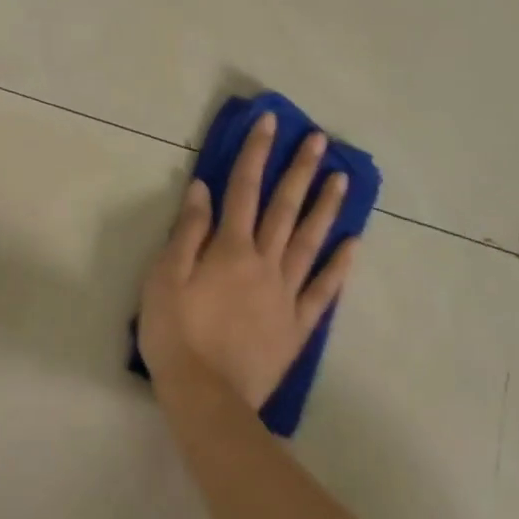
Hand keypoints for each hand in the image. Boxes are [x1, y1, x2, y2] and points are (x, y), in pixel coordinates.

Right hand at [138, 113, 357, 408]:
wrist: (206, 396)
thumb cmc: (176, 333)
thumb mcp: (165, 277)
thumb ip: (187, 232)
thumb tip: (202, 189)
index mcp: (230, 248)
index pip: (243, 189)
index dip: (256, 153)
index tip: (270, 122)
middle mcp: (264, 262)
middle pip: (284, 208)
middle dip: (300, 171)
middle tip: (320, 141)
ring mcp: (286, 294)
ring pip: (310, 241)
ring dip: (326, 208)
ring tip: (342, 180)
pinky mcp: (297, 325)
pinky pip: (323, 290)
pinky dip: (338, 267)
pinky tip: (352, 245)